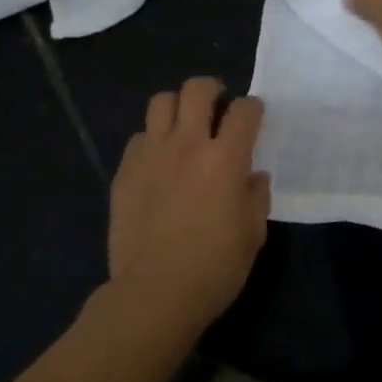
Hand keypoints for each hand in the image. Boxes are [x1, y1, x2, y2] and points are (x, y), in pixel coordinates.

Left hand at [108, 78, 269, 330]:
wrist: (154, 292)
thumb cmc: (214, 267)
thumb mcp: (253, 234)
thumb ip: (256, 197)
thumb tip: (253, 176)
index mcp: (225, 158)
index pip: (244, 110)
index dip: (253, 108)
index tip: (253, 117)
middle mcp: (187, 144)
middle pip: (197, 89)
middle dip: (212, 90)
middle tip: (216, 108)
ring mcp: (151, 154)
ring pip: (161, 102)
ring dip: (177, 108)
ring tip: (183, 127)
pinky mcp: (125, 171)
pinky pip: (138, 137)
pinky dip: (151, 140)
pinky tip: (157, 162)